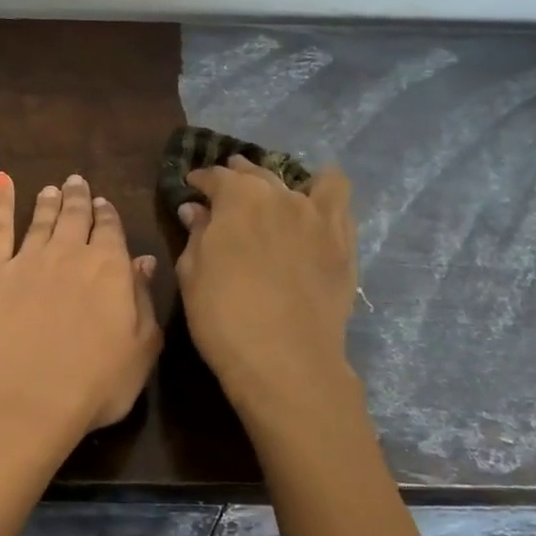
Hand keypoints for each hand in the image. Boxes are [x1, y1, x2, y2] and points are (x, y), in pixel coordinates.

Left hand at [0, 172, 161, 454]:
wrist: (27, 394)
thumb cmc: (95, 381)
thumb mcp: (141, 347)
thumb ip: (143, 299)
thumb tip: (144, 261)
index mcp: (110, 268)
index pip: (110, 230)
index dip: (107, 215)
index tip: (104, 204)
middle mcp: (70, 253)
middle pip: (75, 217)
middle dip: (78, 198)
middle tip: (77, 183)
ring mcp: (29, 259)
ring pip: (41, 220)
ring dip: (48, 202)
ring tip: (51, 189)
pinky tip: (0, 181)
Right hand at [175, 156, 359, 431]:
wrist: (285, 360)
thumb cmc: (224, 316)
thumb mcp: (192, 273)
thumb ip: (196, 234)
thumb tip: (196, 209)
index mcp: (238, 197)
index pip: (216, 176)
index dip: (201, 180)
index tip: (193, 187)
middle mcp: (280, 195)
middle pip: (257, 174)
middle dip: (238, 178)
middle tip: (227, 193)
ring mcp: (318, 216)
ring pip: (302, 181)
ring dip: (283, 182)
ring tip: (275, 195)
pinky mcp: (343, 242)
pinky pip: (340, 201)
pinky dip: (324, 194)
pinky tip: (315, 206)